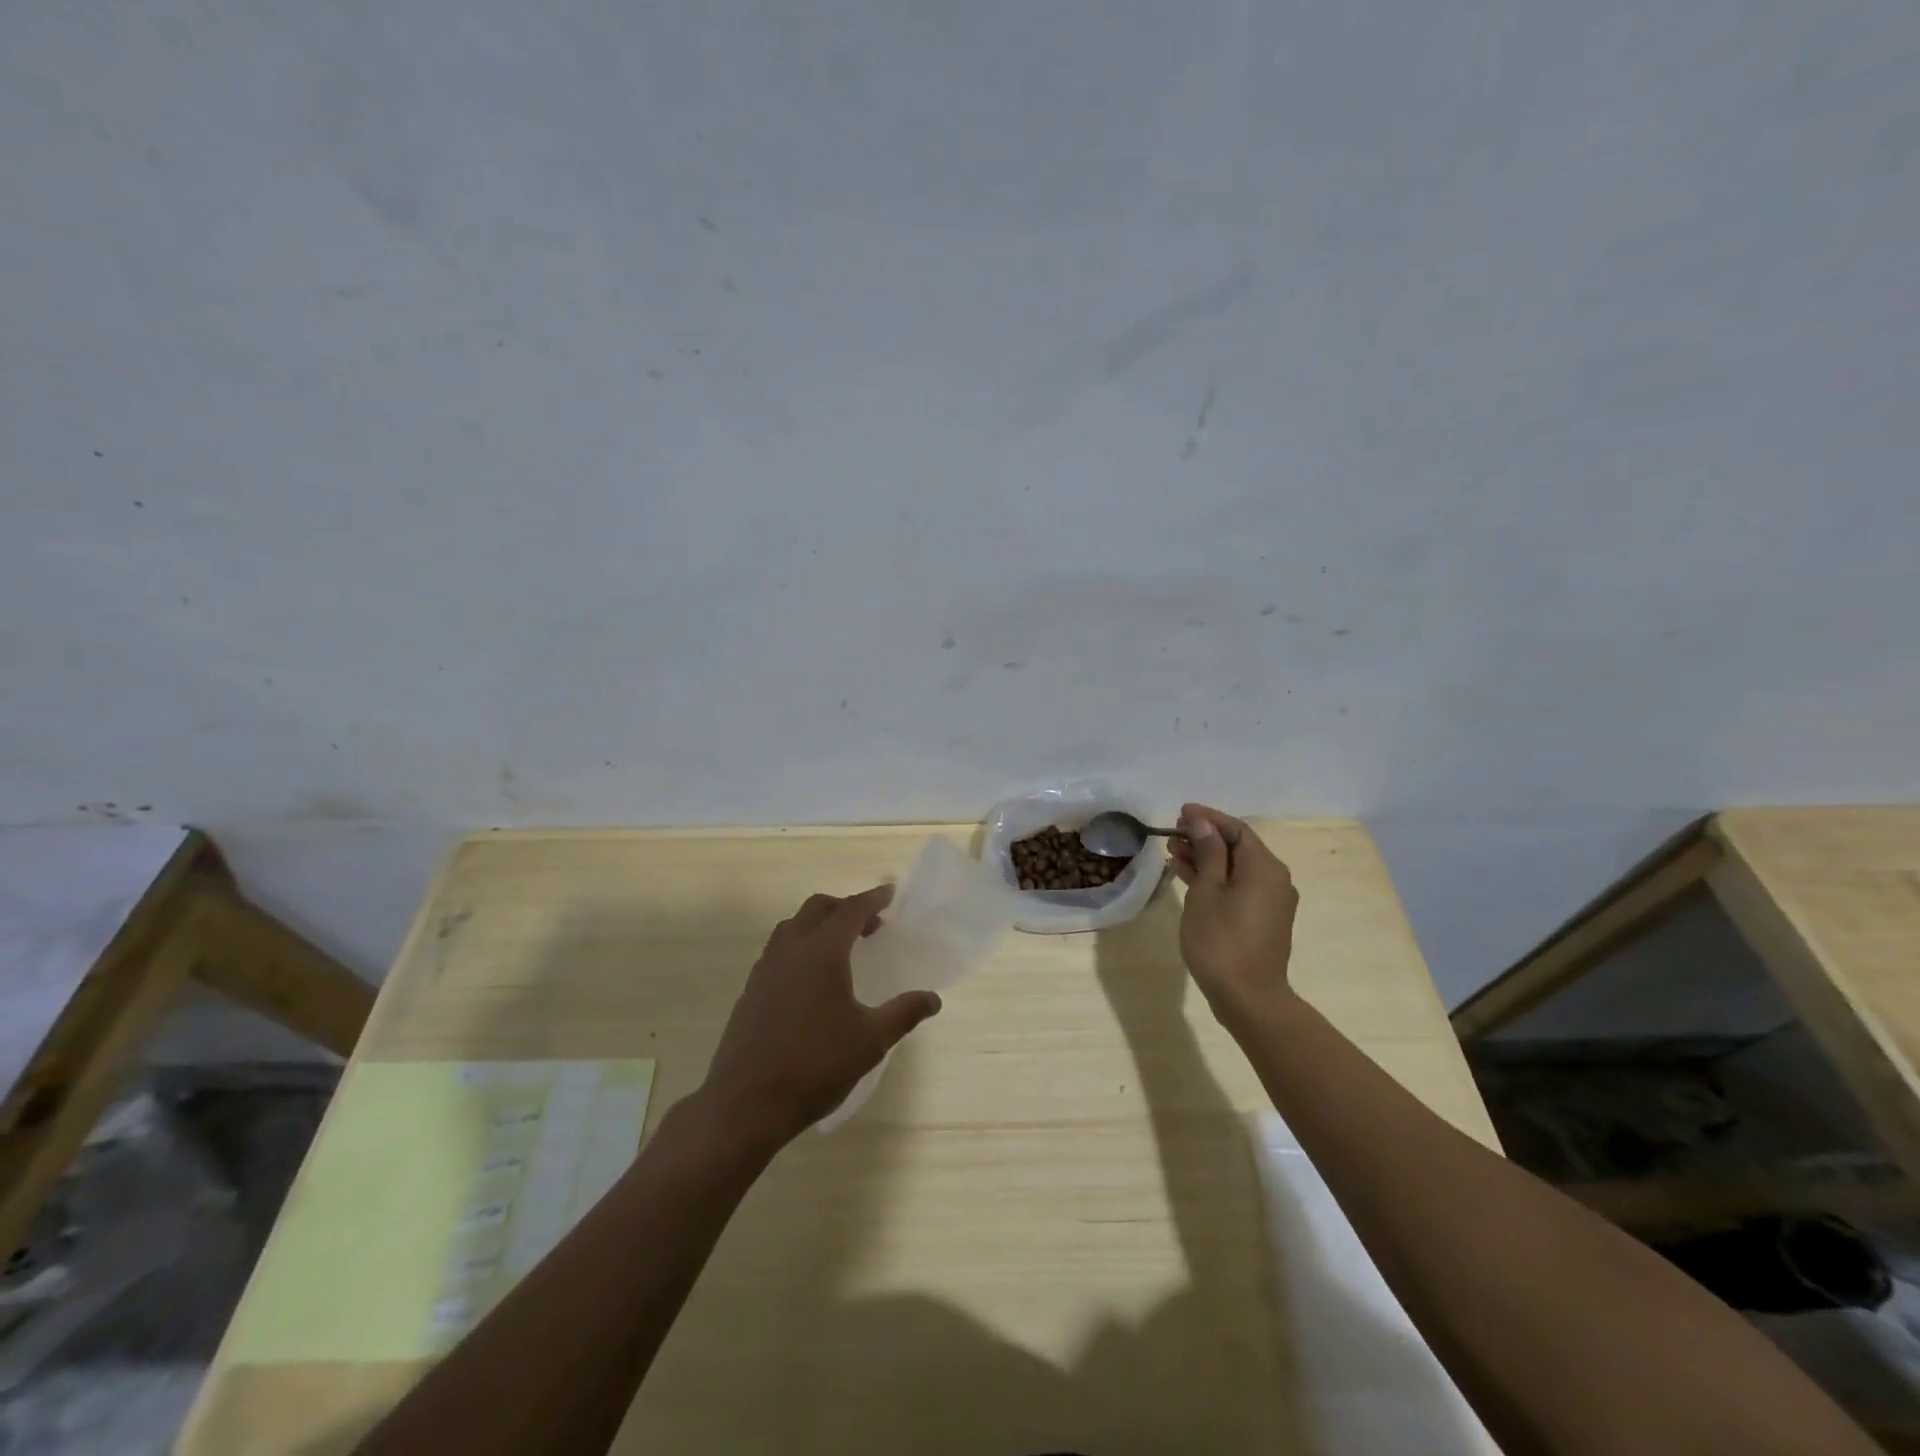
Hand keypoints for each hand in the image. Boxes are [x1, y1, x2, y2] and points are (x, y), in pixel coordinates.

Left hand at [701, 885, 941, 1149]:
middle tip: (869, 924)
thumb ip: (903, 1013)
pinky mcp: (750, 992)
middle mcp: (790, 950)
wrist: (746, 1104)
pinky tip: (810, 981)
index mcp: (822, 952)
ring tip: (840, 948)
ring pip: (792, 927)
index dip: (873, 899)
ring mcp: (765, 970)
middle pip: (817, 909)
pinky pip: (777, 952)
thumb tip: (932, 998)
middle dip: (845, 907)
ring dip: (818, 925)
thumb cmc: (816, 1065)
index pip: (851, 910)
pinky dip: (799, 947)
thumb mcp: (871, 1041)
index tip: (890, 893)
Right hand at [1169, 803, 1300, 1030]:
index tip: (1180, 812)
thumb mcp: (1207, 890)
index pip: (1236, 829)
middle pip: (1238, 847)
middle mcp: (1274, 879)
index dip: (1208, 818)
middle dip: (1204, 837)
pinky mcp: (1262, 920)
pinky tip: (1188, 877)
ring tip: (1172, 853)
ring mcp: (1270, 902)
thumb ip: (1208, 852)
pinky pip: (1238, 887)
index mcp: (1264, 867)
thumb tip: (1202, 823)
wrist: (1248, 997)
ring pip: (1236, 869)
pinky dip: (1215, 879)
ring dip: (1206, 858)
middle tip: (1172, 833)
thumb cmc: (1221, 939)